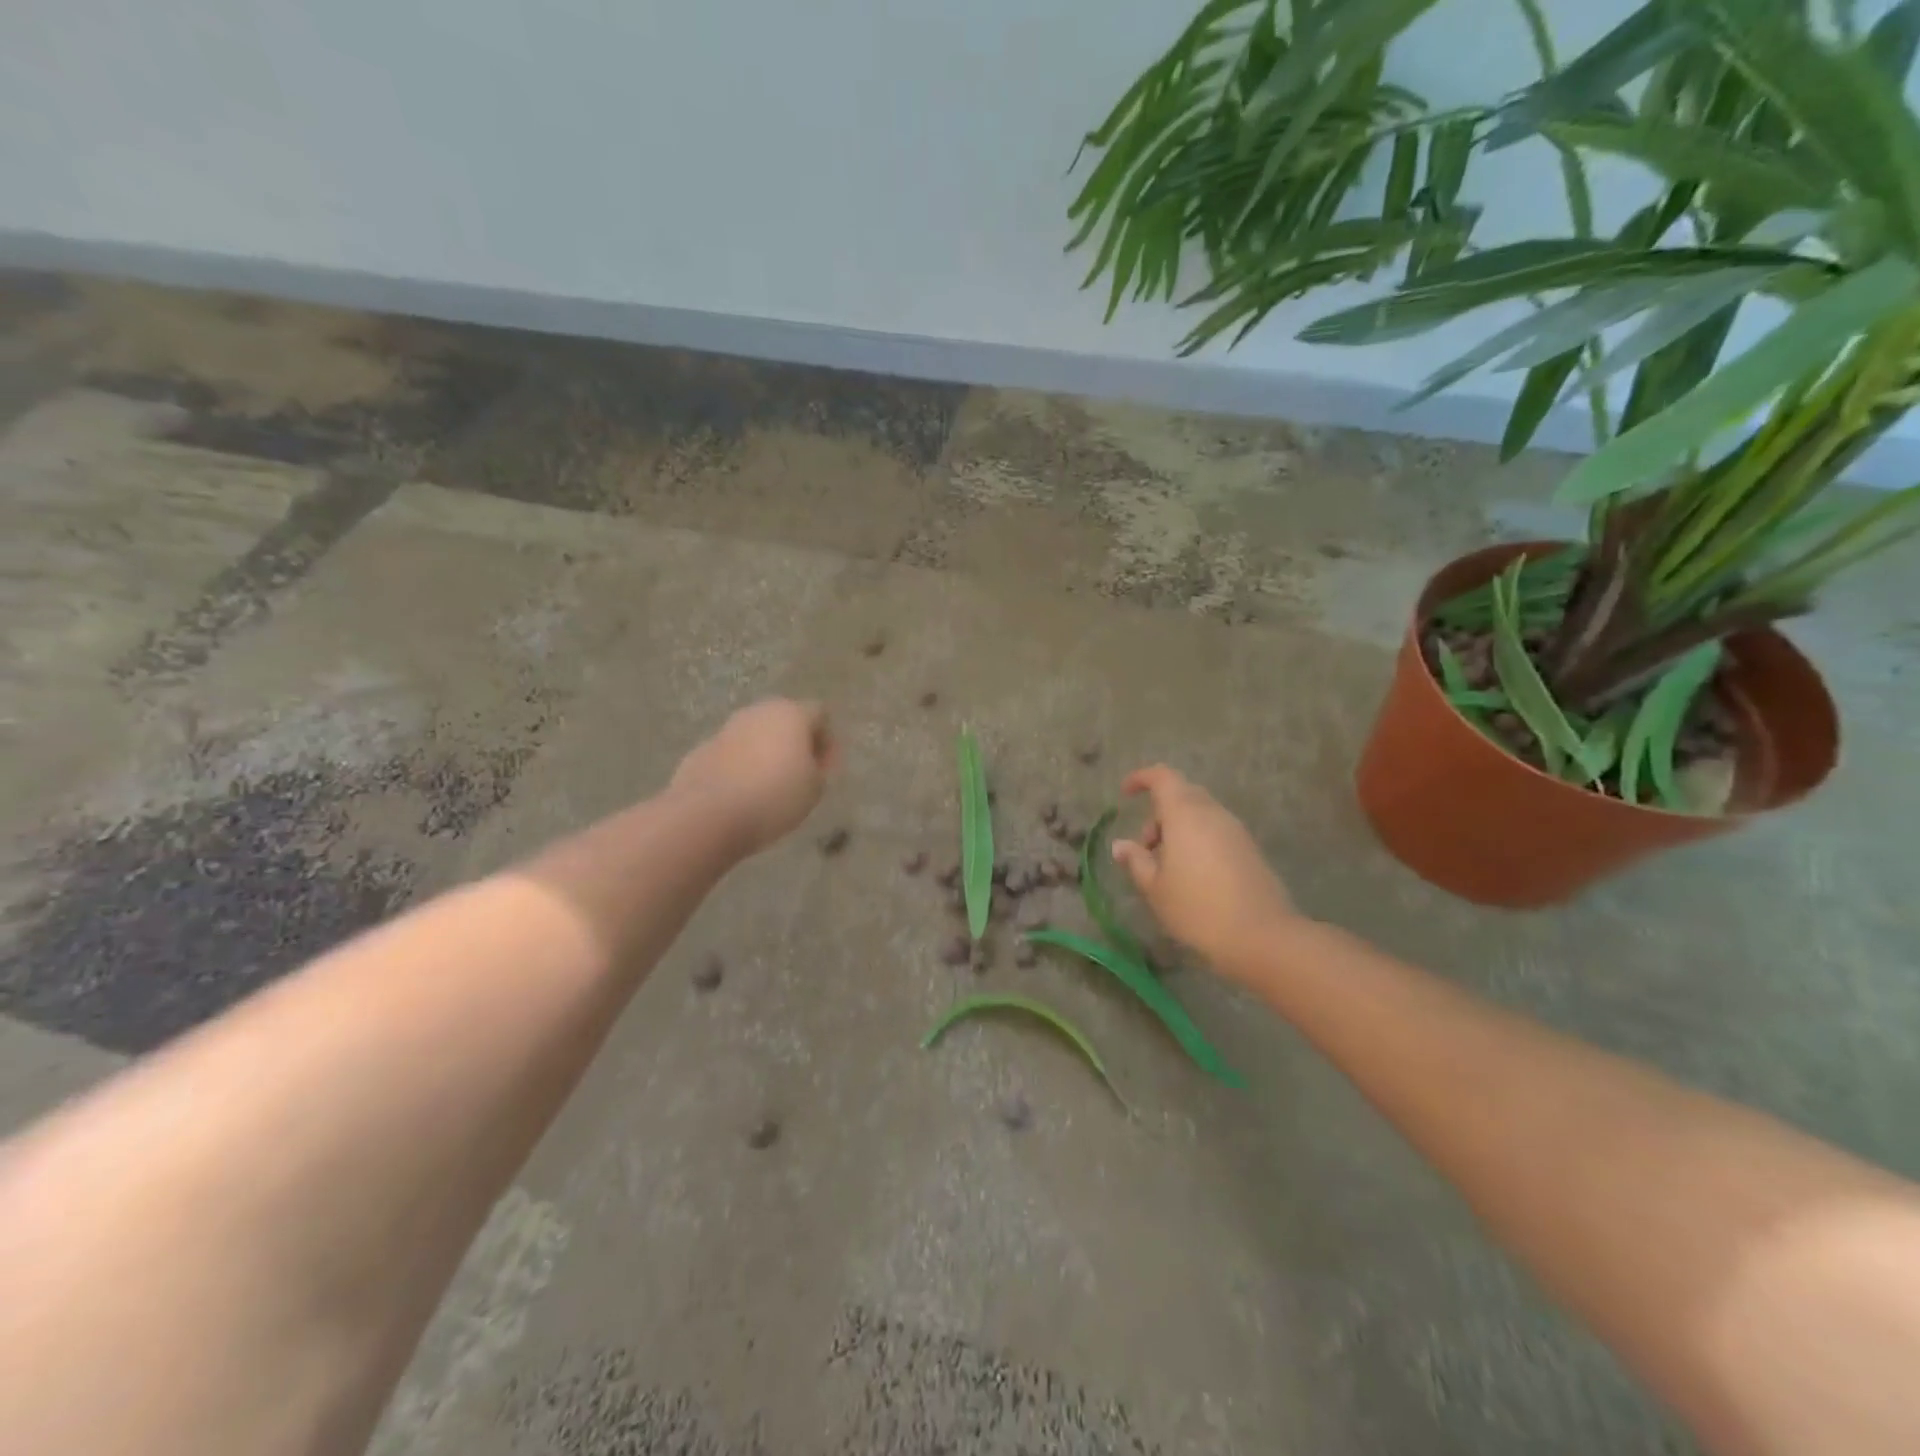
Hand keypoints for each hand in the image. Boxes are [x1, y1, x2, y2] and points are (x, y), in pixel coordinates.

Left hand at [669, 699, 836, 856]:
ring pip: (756, 735)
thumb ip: (819, 769)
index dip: (827, 741)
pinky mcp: (702, 750)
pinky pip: (732, 754)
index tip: (826, 770)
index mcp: (791, 714)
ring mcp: (726, 729)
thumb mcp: (814, 789)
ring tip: (771, 787)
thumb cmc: (774, 797)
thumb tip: (809, 760)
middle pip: (785, 720)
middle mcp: (757, 712)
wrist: (708, 815)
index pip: (820, 714)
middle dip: (796, 743)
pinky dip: (741, 767)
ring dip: (766, 754)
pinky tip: (742, 794)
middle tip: (801, 776)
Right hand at [1111, 765, 1296, 975]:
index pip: (1162, 777)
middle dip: (1158, 815)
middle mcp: (1212, 813)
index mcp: (1185, 814)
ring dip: (1178, 831)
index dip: (1141, 779)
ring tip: (1167, 869)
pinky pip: (1216, 832)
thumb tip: (1121, 845)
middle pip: (1181, 795)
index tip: (1125, 794)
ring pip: (1200, 815)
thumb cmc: (1197, 908)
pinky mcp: (1250, 849)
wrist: (1262, 936)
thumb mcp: (1155, 888)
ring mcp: (1235, 830)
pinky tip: (1192, 877)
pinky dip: (1197, 841)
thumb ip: (1136, 861)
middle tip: (1145, 849)